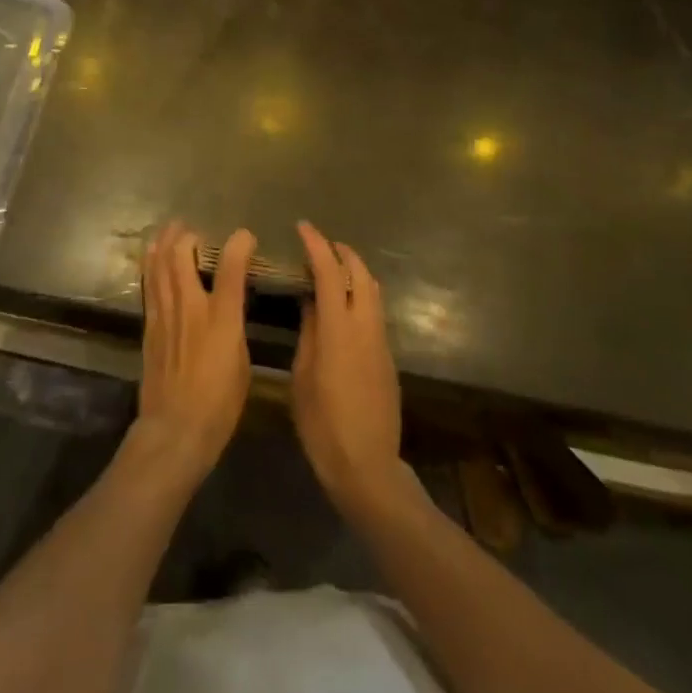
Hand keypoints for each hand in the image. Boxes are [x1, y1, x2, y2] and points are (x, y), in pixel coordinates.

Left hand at [132, 221, 254, 488]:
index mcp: (221, 318)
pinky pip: (149, 285)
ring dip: (163, 243)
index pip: (230, 267)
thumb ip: (235, 324)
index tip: (245, 236)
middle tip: (193, 228)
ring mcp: (165, 315)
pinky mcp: (149, 327)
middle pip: (181, 256)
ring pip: (158, 266)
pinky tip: (151, 258)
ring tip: (169, 230)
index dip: (239, 244)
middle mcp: (190, 307)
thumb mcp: (241, 361)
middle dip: (187, 235)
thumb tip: (232, 304)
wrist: (175, 430)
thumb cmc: (220, 403)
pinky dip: (150, 266)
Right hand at [291, 221, 405, 517]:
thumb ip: (309, 331)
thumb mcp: (303, 374)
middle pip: (360, 273)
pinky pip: (376, 310)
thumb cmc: (322, 423)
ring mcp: (381, 341)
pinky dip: (361, 293)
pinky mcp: (388, 357)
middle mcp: (365, 326)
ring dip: (355, 270)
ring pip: (373, 290)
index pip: (330, 272)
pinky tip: (345, 304)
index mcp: (338, 328)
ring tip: (333, 267)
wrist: (366, 465)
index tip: (303, 227)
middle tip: (320, 244)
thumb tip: (310, 300)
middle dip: (341, 252)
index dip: (316, 245)